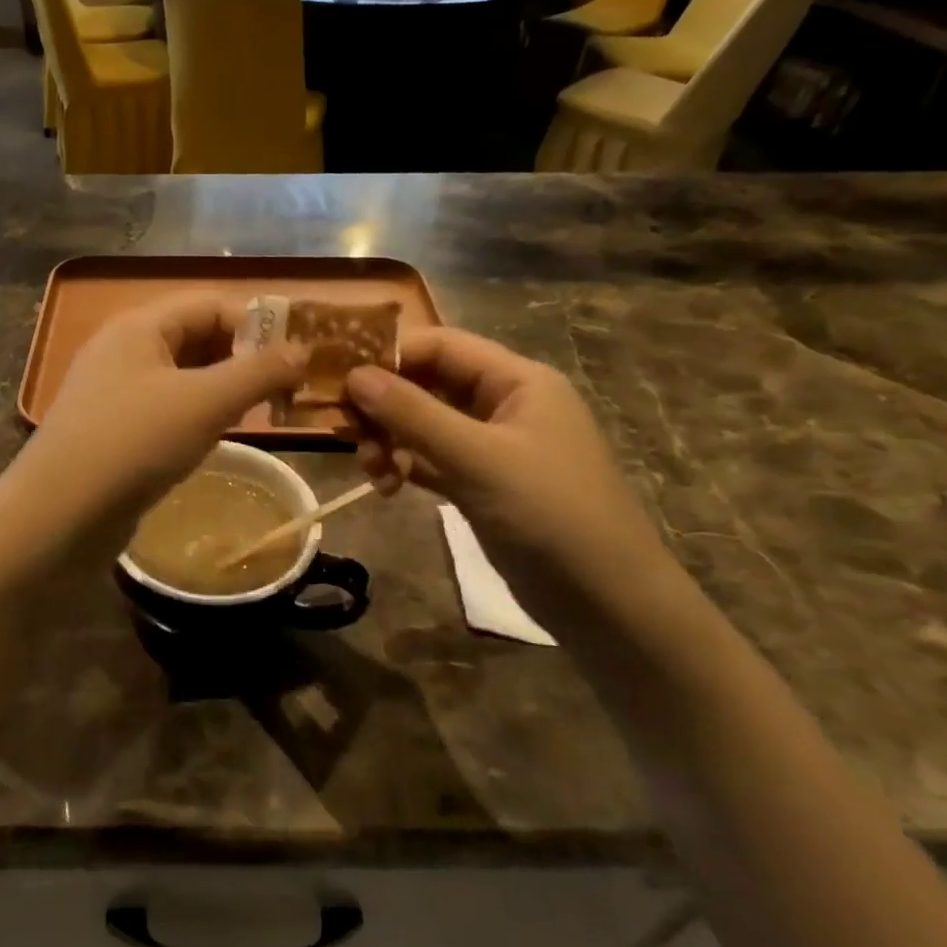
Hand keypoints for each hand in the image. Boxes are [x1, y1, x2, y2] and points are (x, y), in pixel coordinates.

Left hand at [12, 292, 305, 553]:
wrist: (59, 514)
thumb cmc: (135, 443)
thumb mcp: (205, 402)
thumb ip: (258, 372)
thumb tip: (302, 351)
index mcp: (140, 326)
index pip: (210, 304)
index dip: (256, 325)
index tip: (295, 360)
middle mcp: (124, 349)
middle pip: (196, 336)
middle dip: (243, 357)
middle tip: (283, 390)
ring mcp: (114, 390)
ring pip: (183, 375)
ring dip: (223, 388)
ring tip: (260, 414)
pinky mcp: (113, 428)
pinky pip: (166, 406)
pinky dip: (198, 414)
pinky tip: (217, 437)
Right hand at [345, 328, 668, 602]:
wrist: (606, 600)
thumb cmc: (548, 513)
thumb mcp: (476, 458)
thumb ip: (413, 414)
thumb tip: (353, 376)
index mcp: (517, 381)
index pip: (441, 346)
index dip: (390, 356)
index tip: (341, 380)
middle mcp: (504, 404)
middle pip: (429, 384)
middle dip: (385, 405)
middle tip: (348, 433)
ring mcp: (493, 446)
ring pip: (425, 424)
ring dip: (390, 439)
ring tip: (372, 469)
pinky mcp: (482, 483)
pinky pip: (431, 459)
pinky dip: (406, 465)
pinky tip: (387, 485)